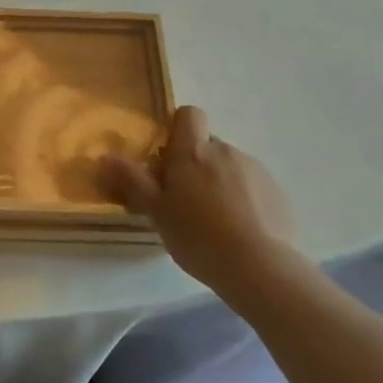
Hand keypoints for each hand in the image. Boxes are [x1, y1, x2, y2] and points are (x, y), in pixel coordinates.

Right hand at [103, 106, 296, 291]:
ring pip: (231, 167)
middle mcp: (225, 151)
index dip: (179, 129)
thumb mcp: (156, 212)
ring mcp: (255, 170)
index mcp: (193, 152)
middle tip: (186, 201)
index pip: (189, 114)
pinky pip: (254, 187)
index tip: (170, 158)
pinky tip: (241, 232)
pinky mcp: (278, 192)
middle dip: (197, 165)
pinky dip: (246, 201)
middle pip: (207, 146)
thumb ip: (132, 180)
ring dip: (221, 183)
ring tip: (216, 222)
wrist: (260, 267)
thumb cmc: (198, 236)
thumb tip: (104, 156)